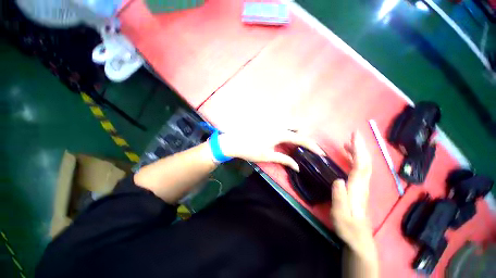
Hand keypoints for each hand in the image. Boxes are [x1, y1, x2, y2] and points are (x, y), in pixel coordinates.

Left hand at [218, 130, 324, 170]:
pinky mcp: (266, 121)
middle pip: (298, 126)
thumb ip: (284, 159)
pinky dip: (286, 129)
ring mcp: (271, 121)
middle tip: (301, 146)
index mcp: (280, 133)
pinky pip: (281, 122)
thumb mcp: (268, 156)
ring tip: (292, 143)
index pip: (301, 139)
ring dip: (295, 131)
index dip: (313, 146)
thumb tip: (297, 167)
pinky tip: (281, 137)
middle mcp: (278, 124)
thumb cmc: (250, 150)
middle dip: (303, 135)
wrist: (233, 141)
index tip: (321, 153)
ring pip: (290, 123)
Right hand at [331, 131, 372, 248]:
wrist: (358, 239)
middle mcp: (363, 185)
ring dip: (358, 153)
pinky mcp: (360, 189)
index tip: (354, 136)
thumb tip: (338, 179)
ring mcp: (363, 187)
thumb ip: (339, 196)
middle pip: (365, 163)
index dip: (358, 150)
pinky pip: (360, 170)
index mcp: (358, 188)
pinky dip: (356, 161)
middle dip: (360, 147)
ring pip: (364, 166)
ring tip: (348, 143)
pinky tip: (349, 159)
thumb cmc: (348, 226)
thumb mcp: (340, 213)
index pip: (361, 165)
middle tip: (353, 135)